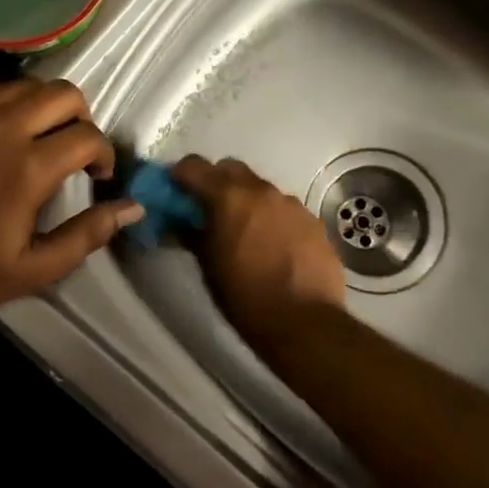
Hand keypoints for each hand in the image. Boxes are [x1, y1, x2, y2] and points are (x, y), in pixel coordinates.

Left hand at [0, 74, 142, 312]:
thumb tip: (133, 207)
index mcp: (30, 168)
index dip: (103, 154)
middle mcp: (4, 128)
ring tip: (35, 134)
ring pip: (25, 84)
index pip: (88, 136)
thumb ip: (87, 235)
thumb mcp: (34, 268)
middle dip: (80, 118)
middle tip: (71, 146)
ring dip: (42, 106)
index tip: (97, 175)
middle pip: (64, 94)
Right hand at [172, 156, 345, 346]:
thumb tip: (179, 221)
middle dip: (215, 182)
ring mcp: (291, 203)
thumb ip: (192, 233)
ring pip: (260, 188)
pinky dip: (272, 218)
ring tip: (244, 232)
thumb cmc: (244, 296)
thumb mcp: (207, 266)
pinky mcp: (313, 221)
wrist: (303, 322)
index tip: (175, 191)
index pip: (194, 165)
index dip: (180, 175)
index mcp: (228, 197)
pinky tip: (273, 245)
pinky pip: (284, 209)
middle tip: (208, 209)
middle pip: (231, 169)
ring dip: (247, 201)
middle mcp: (261, 190)